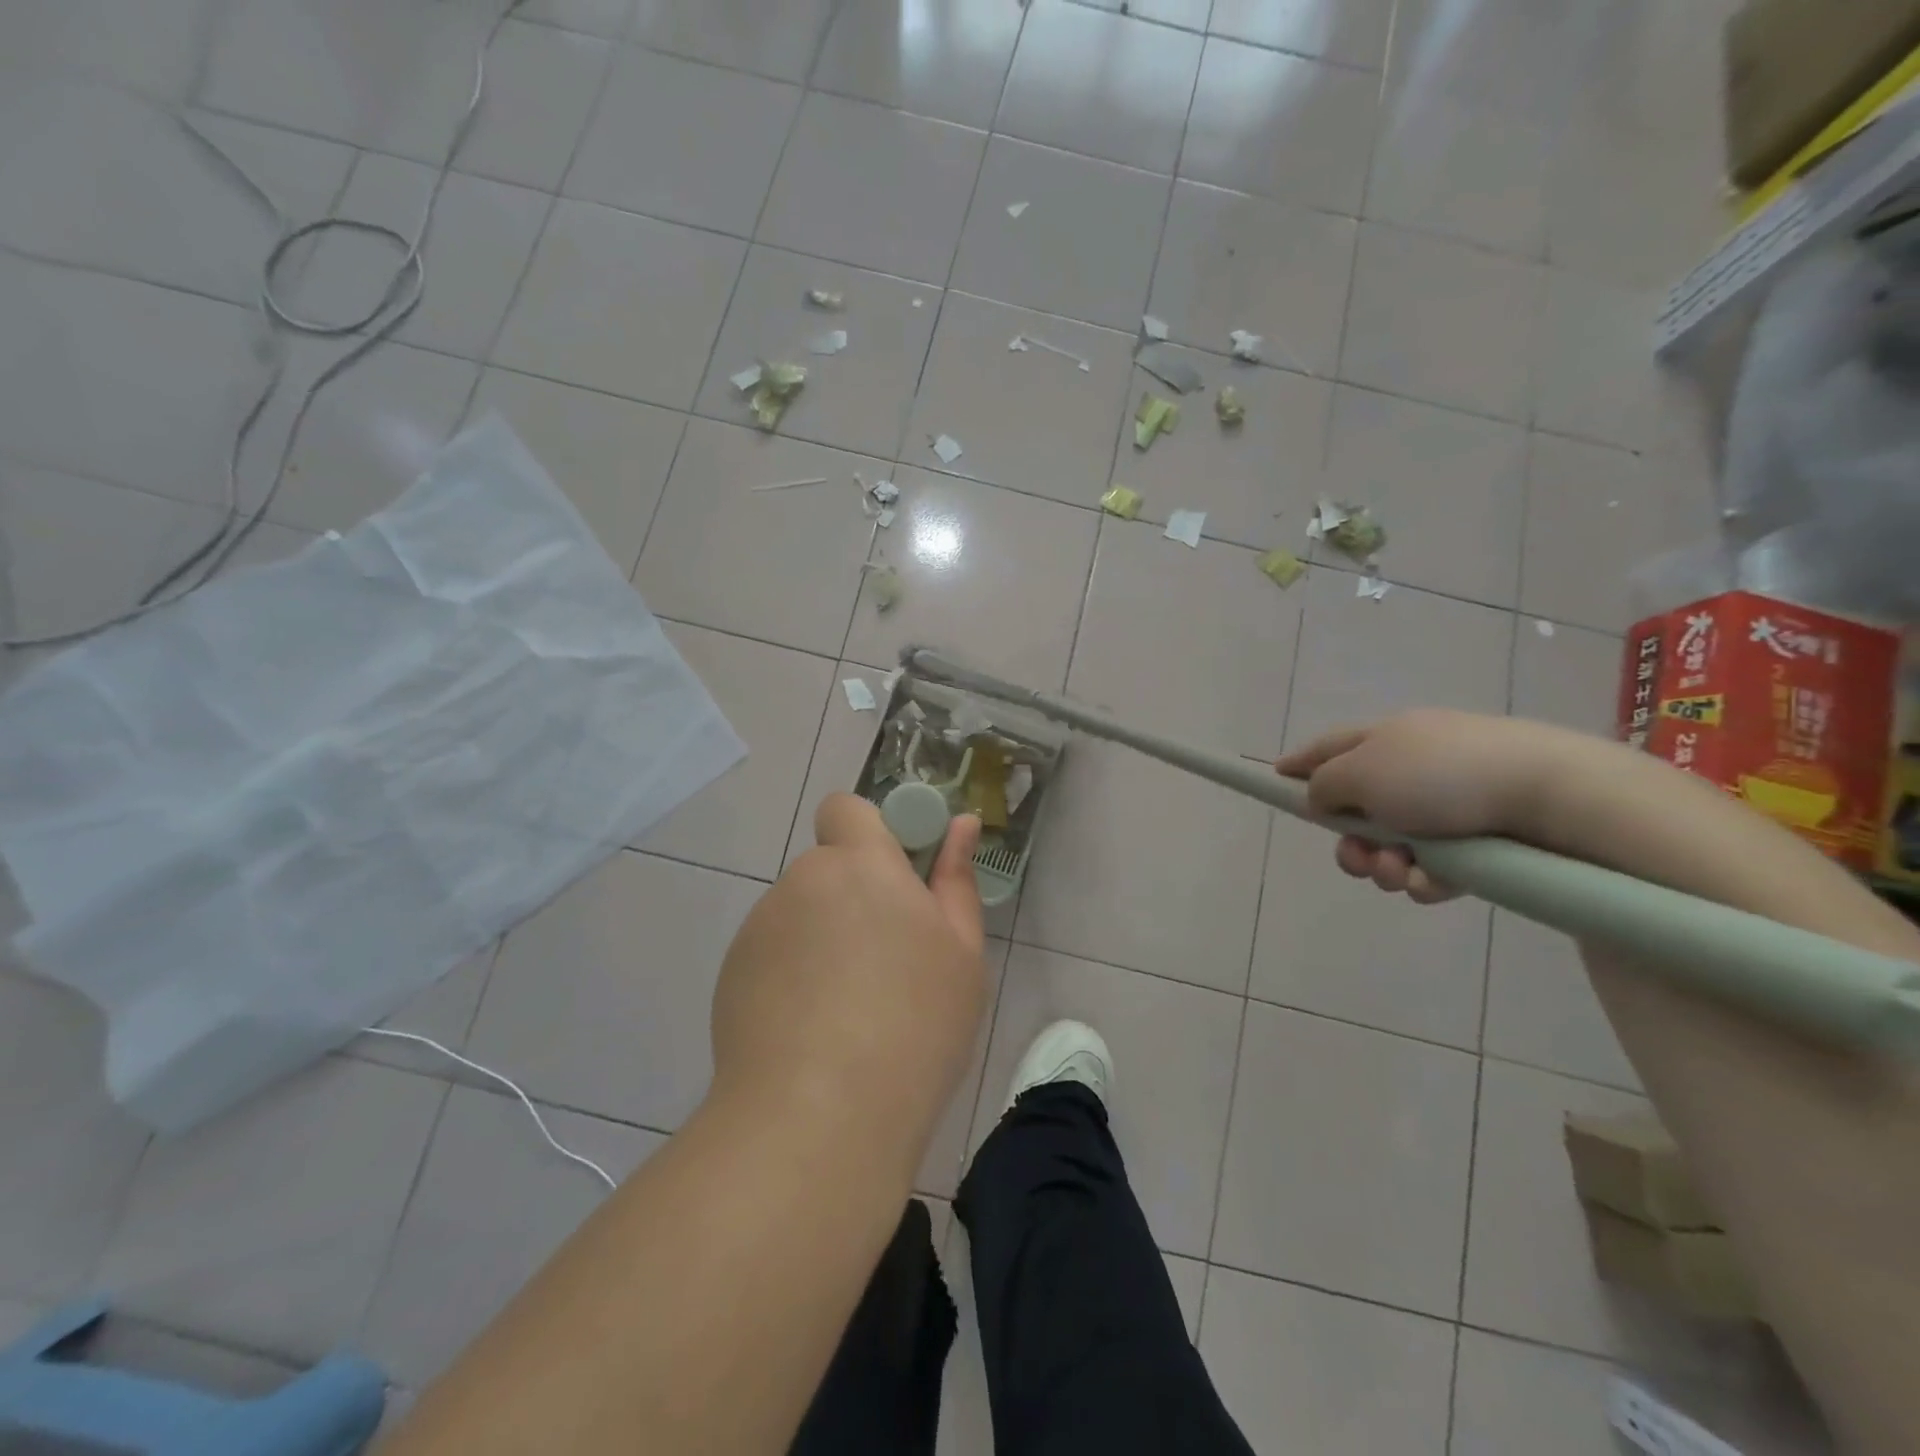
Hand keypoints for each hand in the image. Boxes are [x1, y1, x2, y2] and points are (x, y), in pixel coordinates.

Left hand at [708, 793, 986, 1160]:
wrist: (819, 1116)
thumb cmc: (914, 1025)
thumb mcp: (961, 953)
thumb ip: (956, 879)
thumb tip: (961, 824)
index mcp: (861, 865)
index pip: (846, 808)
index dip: (868, 831)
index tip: (896, 877)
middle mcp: (802, 881)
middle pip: (828, 869)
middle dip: (853, 897)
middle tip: (886, 961)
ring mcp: (760, 928)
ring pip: (801, 913)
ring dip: (823, 937)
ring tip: (849, 1010)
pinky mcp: (731, 973)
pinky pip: (773, 953)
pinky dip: (791, 974)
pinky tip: (811, 1031)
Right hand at [1274, 709, 1564, 903]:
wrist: (1551, 796)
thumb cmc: (1440, 775)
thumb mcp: (1360, 772)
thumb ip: (1324, 785)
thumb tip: (1322, 797)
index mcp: (1383, 739)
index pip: (1326, 748)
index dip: (1298, 765)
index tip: (1275, 780)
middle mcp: (1412, 767)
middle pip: (1357, 809)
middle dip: (1350, 843)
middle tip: (1358, 859)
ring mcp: (1449, 803)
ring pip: (1393, 844)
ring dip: (1385, 865)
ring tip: (1402, 873)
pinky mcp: (1482, 839)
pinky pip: (1435, 865)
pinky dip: (1427, 878)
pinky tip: (1437, 883)